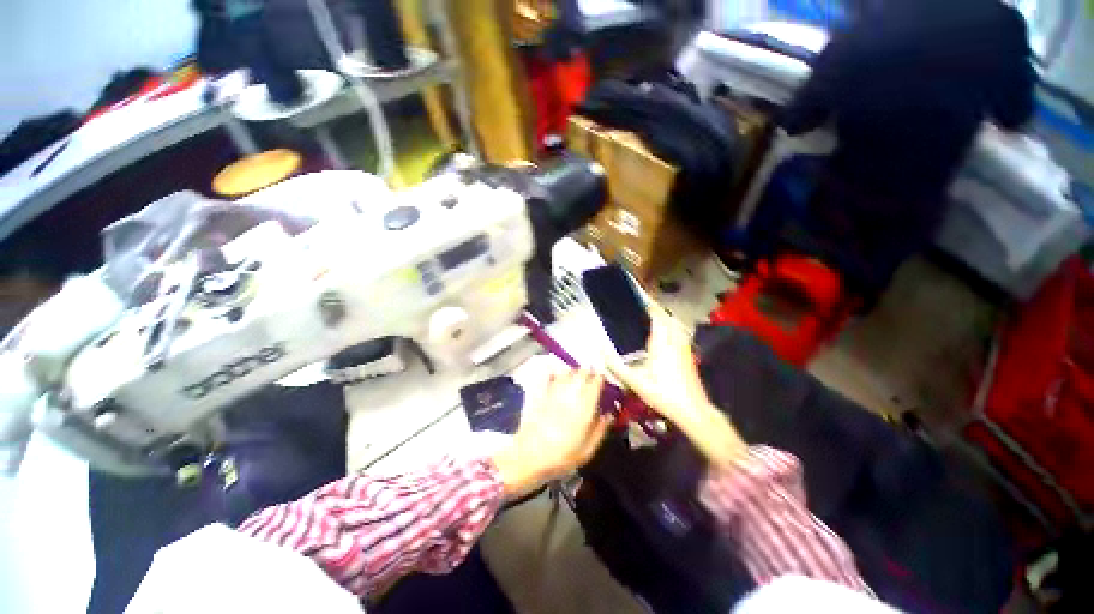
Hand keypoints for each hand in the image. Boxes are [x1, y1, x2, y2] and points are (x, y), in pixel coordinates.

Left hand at [492, 368, 610, 496]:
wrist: (529, 456)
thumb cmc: (561, 457)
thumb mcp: (586, 451)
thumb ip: (599, 430)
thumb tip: (609, 415)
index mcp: (584, 408)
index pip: (595, 384)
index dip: (599, 378)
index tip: (601, 378)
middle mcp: (570, 396)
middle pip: (581, 374)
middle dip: (587, 372)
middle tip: (589, 374)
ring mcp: (553, 392)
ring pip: (566, 373)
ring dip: (572, 371)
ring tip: (575, 374)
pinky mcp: (539, 394)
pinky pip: (548, 376)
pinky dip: (553, 373)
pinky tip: (555, 373)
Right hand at [606, 304, 746, 468]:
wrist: (693, 410)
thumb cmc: (663, 394)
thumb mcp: (635, 382)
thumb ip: (616, 366)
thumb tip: (599, 350)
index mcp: (662, 343)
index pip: (657, 315)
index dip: (648, 304)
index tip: (638, 297)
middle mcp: (674, 340)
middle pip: (667, 317)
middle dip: (655, 309)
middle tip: (640, 307)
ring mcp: (683, 347)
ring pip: (675, 324)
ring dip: (663, 317)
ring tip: (649, 318)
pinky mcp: (688, 354)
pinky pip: (678, 332)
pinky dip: (669, 327)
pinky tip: (661, 335)